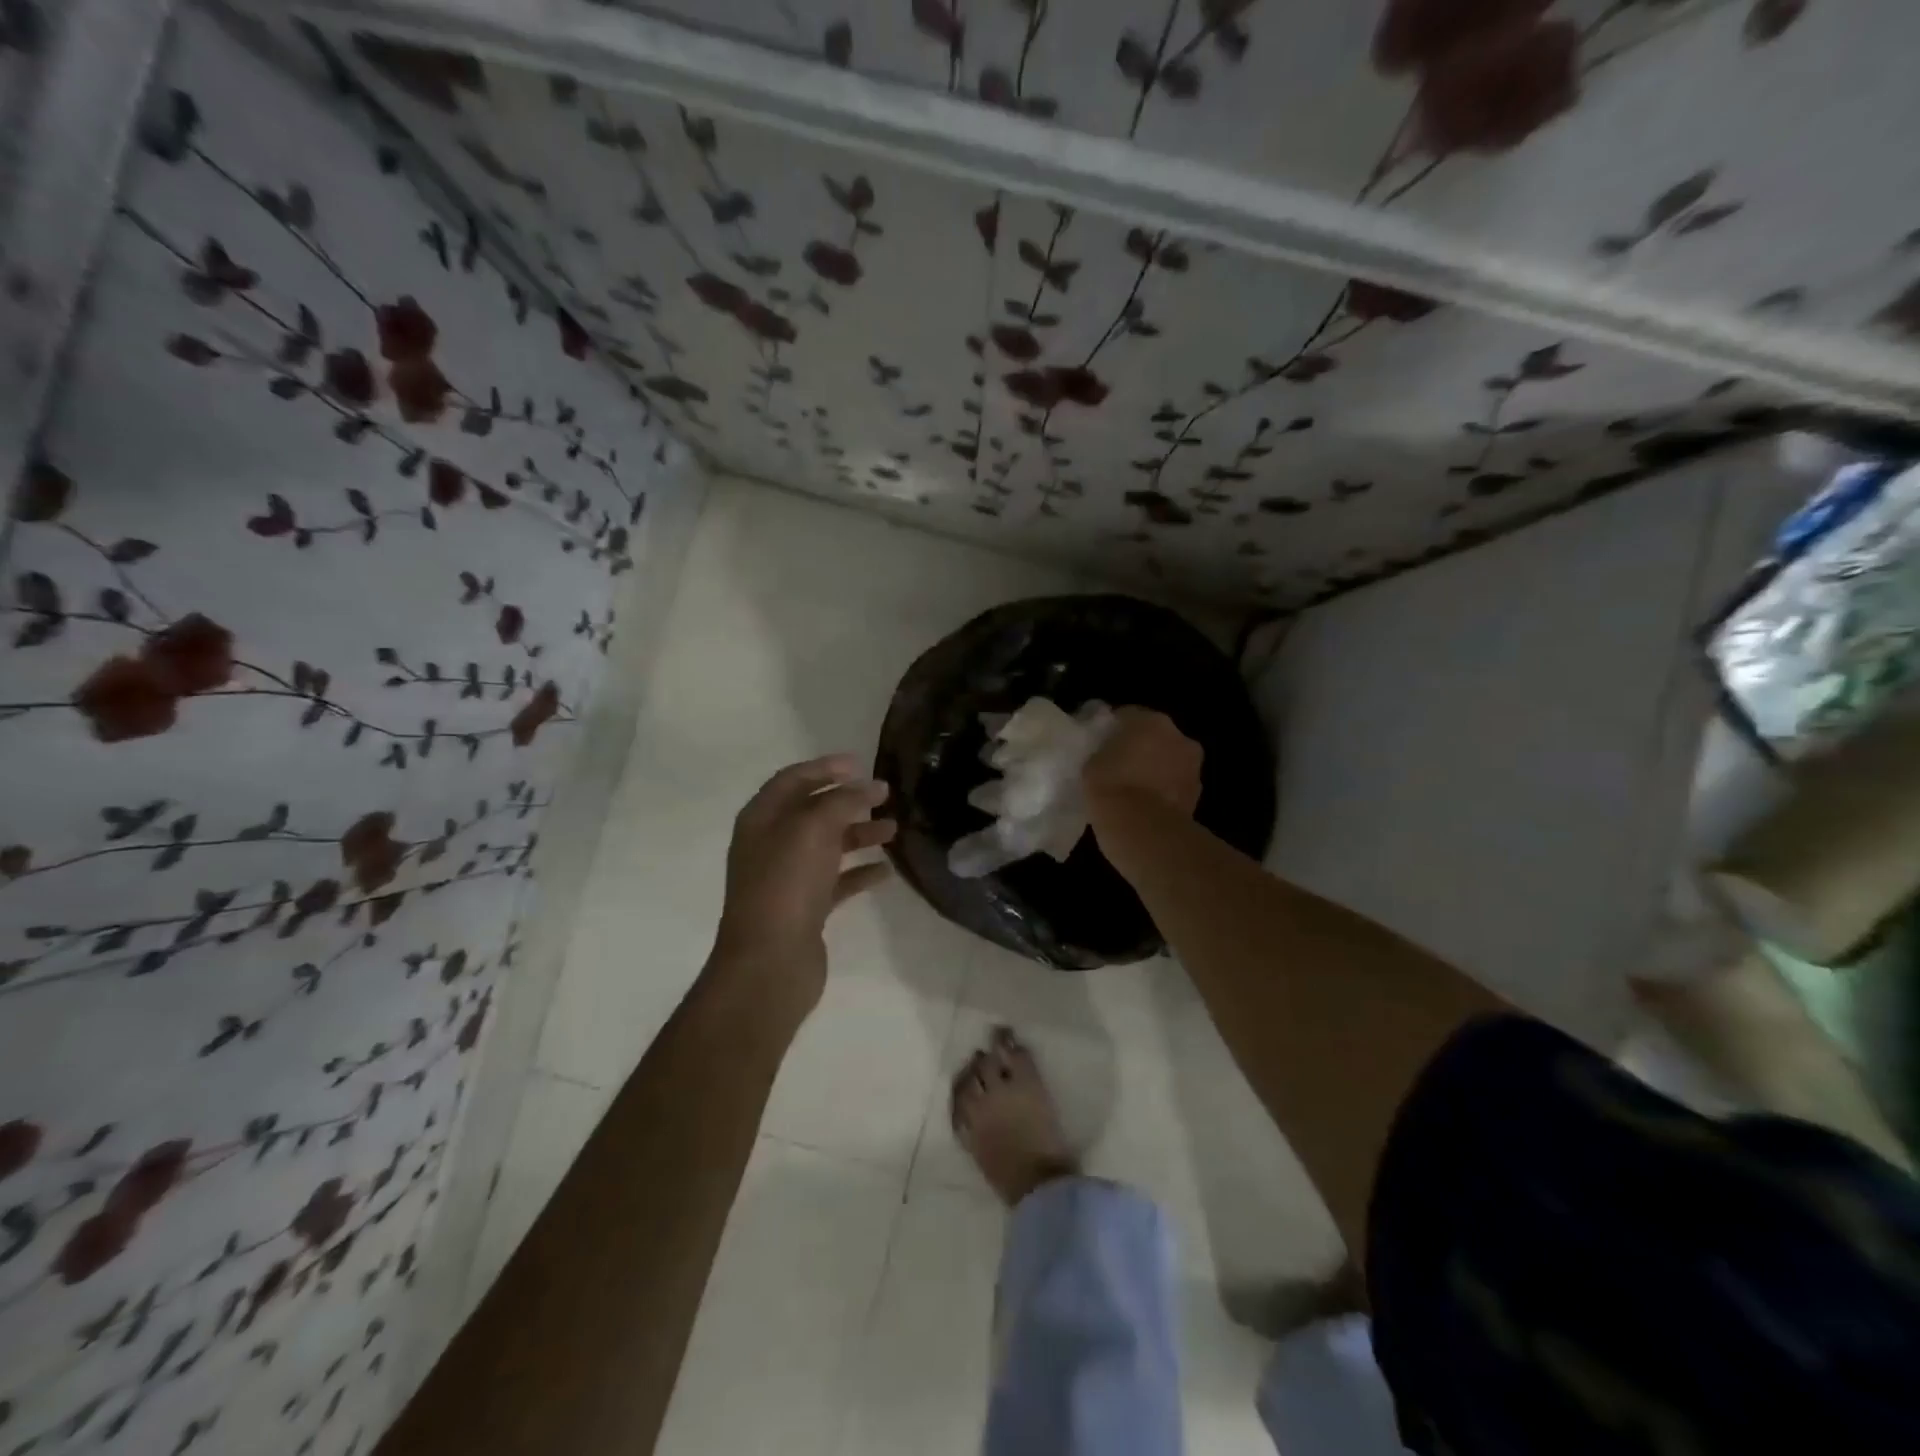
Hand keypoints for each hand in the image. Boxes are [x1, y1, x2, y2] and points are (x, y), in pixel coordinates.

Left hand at [708, 754, 895, 1028]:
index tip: (860, 763)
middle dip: (848, 801)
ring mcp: (788, 879)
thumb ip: (843, 801)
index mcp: (762, 819)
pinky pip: (836, 882)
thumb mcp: (813, 829)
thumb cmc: (786, 884)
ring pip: (828, 846)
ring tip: (894, 831)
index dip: (824, 768)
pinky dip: (859, 873)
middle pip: (812, 812)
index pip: (792, 780)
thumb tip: (870, 786)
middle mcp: (771, 845)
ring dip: (859, 834)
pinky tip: (886, 872)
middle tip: (885, 795)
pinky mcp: (805, 909)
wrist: (769, 962)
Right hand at [1083, 708, 1203, 818]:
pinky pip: (1176, 784)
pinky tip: (1147, 804)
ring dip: (1157, 768)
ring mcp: (1193, 766)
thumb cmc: (1111, 787)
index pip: (1127, 715)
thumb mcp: (1091, 762)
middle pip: (1155, 735)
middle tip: (1119, 765)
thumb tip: (1108, 752)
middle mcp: (1178, 736)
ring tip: (1134, 788)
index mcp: (1150, 720)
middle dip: (1141, 747)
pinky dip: (1165, 790)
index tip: (1100, 743)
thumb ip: (1103, 750)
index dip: (1113, 729)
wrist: (1142, 829)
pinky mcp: (1198, 794)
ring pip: (1170, 760)